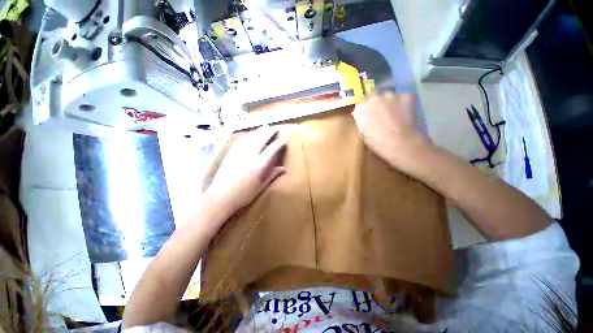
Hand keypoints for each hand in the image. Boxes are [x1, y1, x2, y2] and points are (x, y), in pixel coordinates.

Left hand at [202, 127, 286, 221]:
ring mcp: (239, 153)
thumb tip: (284, 169)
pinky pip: (241, 141)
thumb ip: (272, 175)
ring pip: (250, 138)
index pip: (272, 150)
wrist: (220, 197)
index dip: (279, 144)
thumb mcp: (261, 186)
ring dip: (258, 131)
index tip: (284, 140)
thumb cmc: (243, 195)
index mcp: (259, 165)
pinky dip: (248, 136)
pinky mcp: (230, 154)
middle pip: (261, 139)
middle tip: (274, 128)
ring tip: (264, 127)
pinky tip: (249, 135)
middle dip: (268, 132)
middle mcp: (250, 155)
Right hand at [352, 92, 430, 168]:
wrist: (400, 143)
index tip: (369, 113)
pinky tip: (405, 113)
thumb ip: (363, 120)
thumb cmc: (377, 142)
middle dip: (376, 100)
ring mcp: (390, 95)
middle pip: (374, 94)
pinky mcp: (406, 95)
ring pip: (389, 95)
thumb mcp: (363, 132)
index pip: (361, 102)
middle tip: (381, 110)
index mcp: (361, 108)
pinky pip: (403, 97)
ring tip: (395, 112)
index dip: (366, 108)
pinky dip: (404, 103)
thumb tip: (365, 116)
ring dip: (390, 101)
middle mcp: (373, 97)